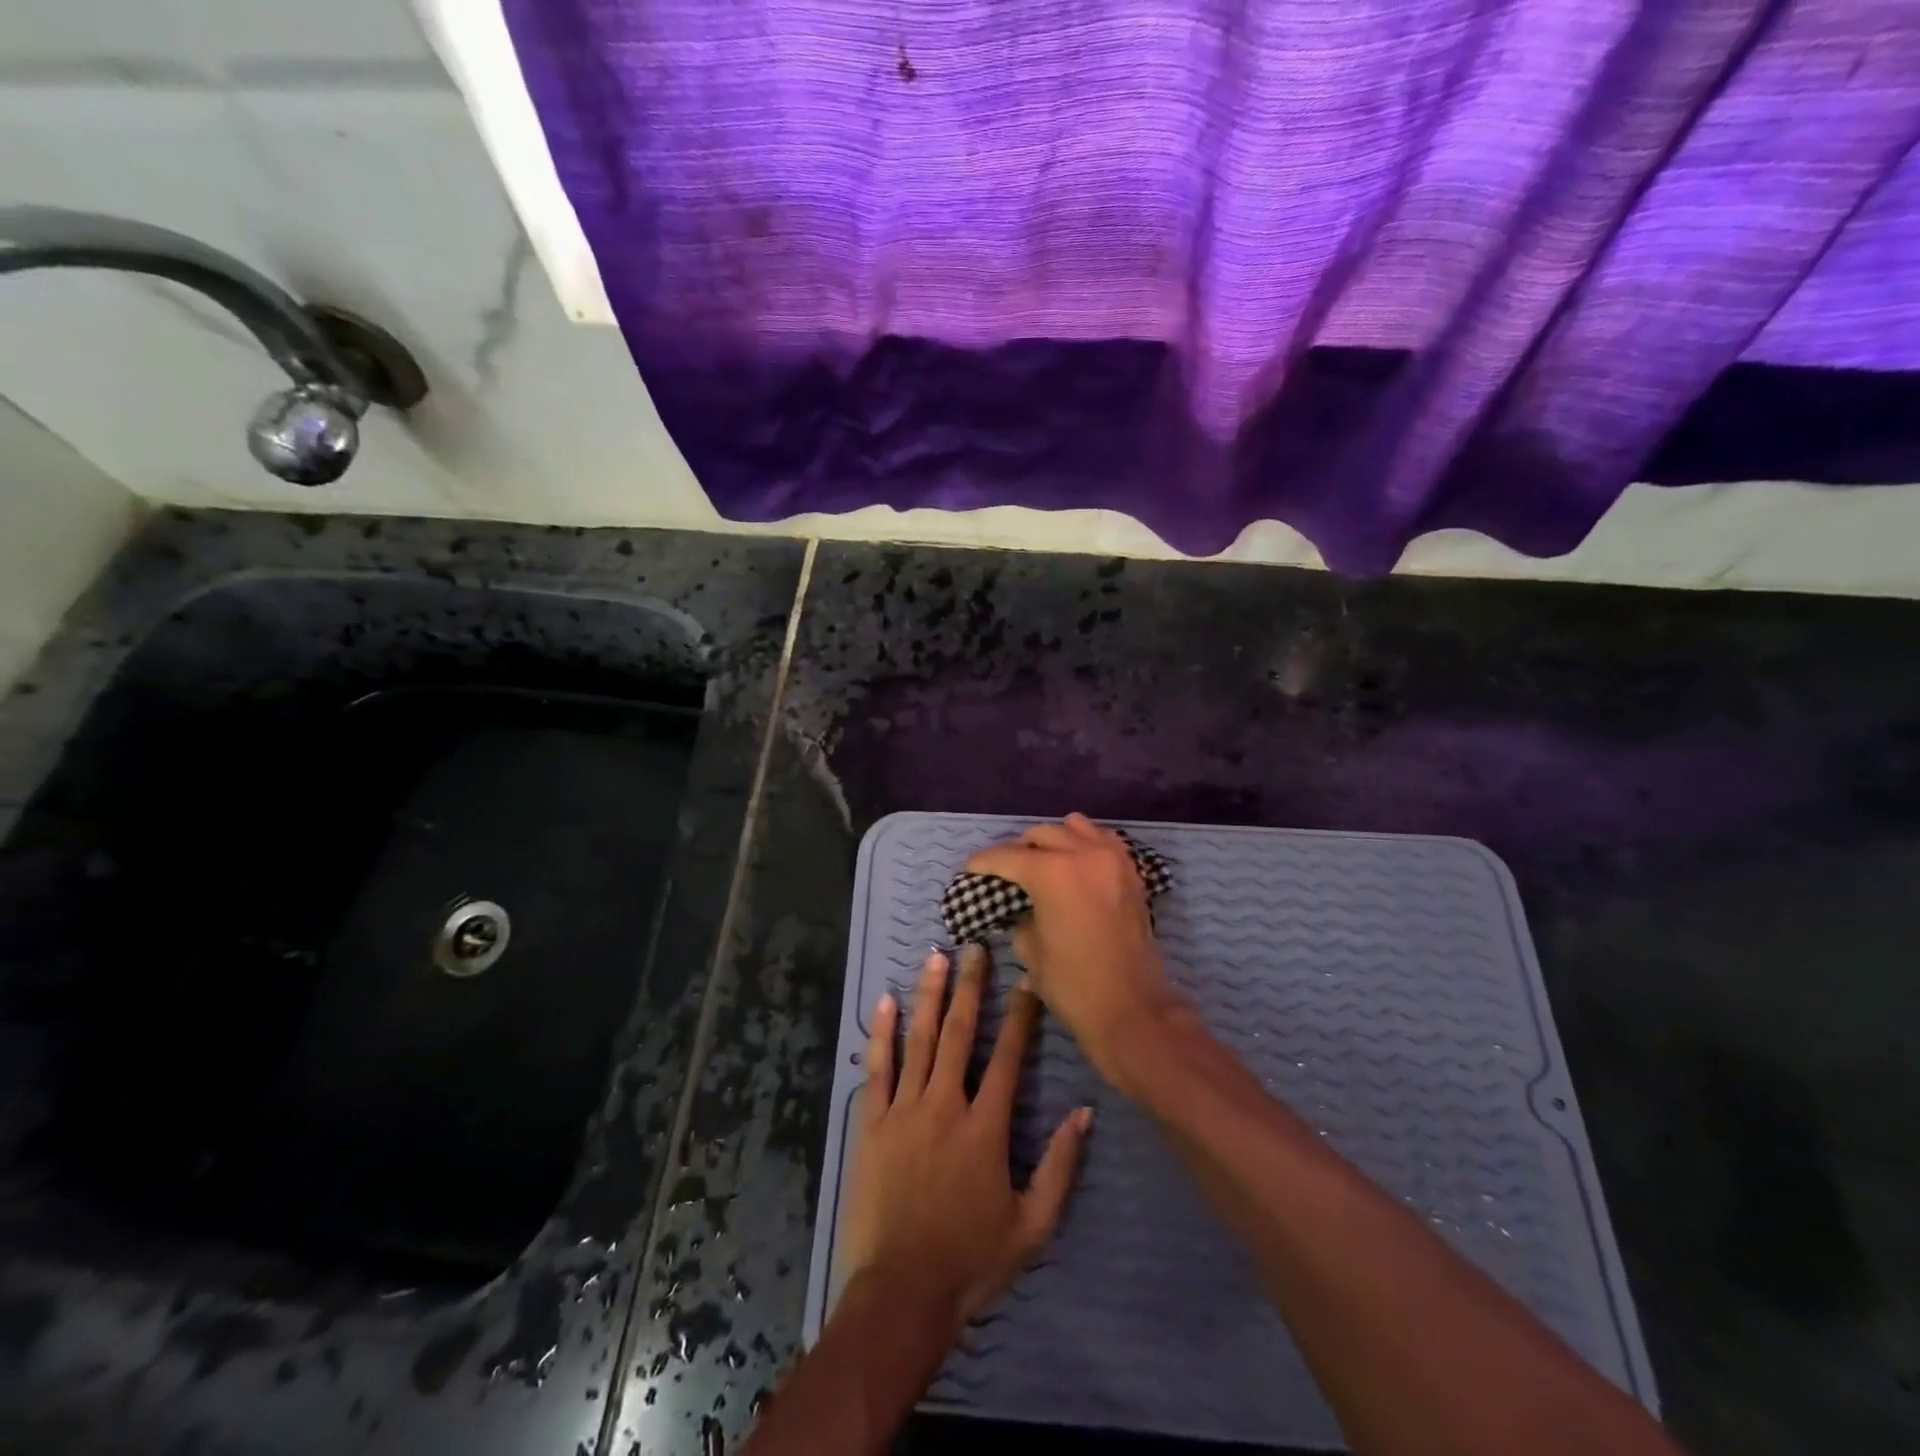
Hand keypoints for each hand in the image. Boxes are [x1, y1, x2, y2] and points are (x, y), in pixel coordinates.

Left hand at [838, 945, 1090, 1333]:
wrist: (901, 1293)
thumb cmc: (970, 1260)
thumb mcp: (1032, 1225)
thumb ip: (1059, 1166)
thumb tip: (1083, 1112)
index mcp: (985, 1127)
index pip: (1008, 1058)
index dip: (1020, 1016)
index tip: (1027, 981)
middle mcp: (945, 1105)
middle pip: (961, 1034)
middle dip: (971, 988)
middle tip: (975, 948)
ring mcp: (904, 1110)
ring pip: (920, 1039)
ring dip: (930, 995)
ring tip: (937, 958)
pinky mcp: (871, 1122)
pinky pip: (877, 1068)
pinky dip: (882, 1033)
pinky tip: (885, 1002)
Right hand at [965, 813, 1184, 1085]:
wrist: (1133, 1009)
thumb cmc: (1073, 984)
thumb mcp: (1030, 950)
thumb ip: (1021, 916)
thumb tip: (1021, 907)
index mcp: (1052, 872)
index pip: (1007, 856)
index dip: (984, 862)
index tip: (969, 869)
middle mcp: (1083, 853)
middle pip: (1041, 834)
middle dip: (1018, 849)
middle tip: (1005, 871)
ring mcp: (1112, 859)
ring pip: (1074, 828)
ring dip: (1054, 840)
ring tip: (1042, 861)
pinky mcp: (1131, 872)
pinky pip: (1103, 841)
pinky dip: (1085, 844)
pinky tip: (1076, 863)